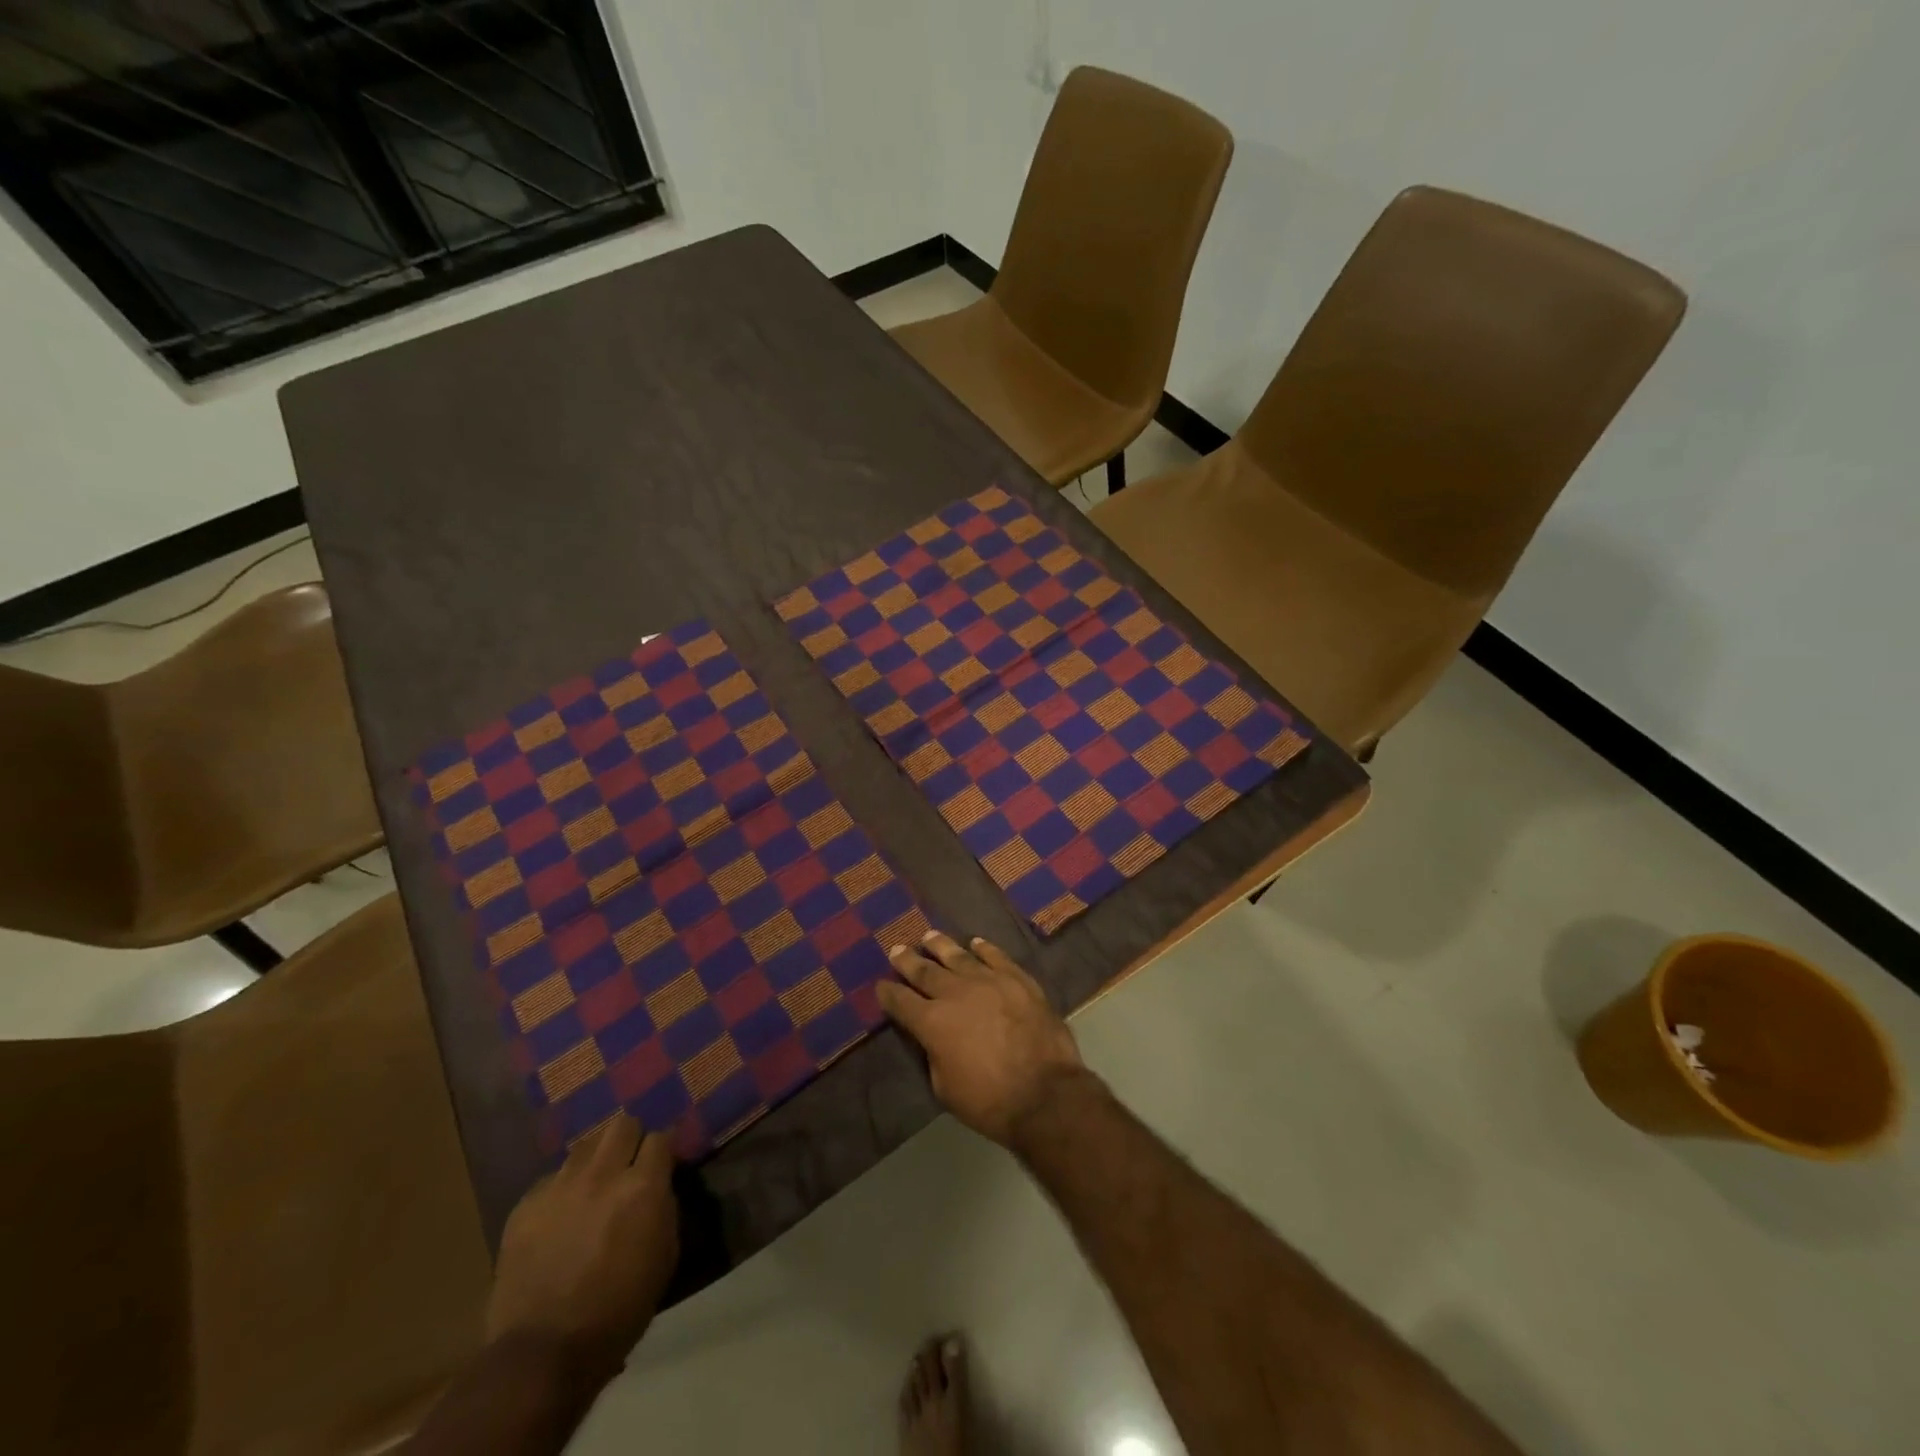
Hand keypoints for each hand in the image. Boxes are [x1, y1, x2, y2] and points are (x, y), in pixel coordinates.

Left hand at [485, 1115, 678, 1379]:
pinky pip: (550, 1179)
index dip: (664, 1148)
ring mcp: (560, 1187)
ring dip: (595, 1160)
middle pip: (622, 1124)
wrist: (543, 1353)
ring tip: (593, 1185)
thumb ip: (664, 1209)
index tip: (663, 1162)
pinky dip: (561, 1191)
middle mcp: (603, 1174)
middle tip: (629, 1164)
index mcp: (643, 1186)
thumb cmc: (619, 1310)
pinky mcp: (525, 1206)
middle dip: (630, 1139)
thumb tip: (659, 1187)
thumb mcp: (664, 1257)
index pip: (662, 1136)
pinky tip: (560, 1217)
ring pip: (584, 1145)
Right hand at [878, 931, 1087, 1146]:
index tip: (881, 985)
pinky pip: (996, 957)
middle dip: (908, 960)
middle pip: (926, 971)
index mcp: (932, 1022)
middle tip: (896, 948)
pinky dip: (984, 948)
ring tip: (930, 936)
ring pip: (959, 956)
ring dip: (941, 946)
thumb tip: (933, 1038)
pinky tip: (976, 943)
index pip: (901, 1002)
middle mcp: (956, 993)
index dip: (888, 993)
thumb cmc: (989, 1100)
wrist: (1045, 1092)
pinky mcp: (1017, 979)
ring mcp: (989, 981)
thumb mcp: (944, 1087)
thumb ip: (934, 1055)